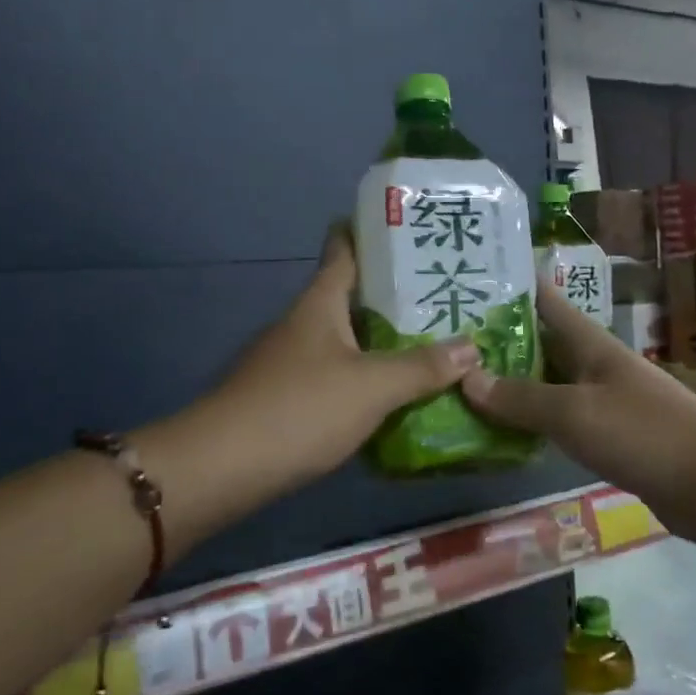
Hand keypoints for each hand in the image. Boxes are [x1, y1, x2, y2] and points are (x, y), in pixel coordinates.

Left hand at [206, 223, 479, 486]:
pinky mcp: (289, 398)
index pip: (344, 250)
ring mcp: (292, 362)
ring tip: (435, 340)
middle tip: (448, 291)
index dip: (372, 232)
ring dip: (385, 339)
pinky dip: (369, 376)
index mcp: (319, 304)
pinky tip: (397, 392)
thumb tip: (473, 347)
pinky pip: (339, 375)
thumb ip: (422, 367)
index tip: (411, 225)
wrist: (222, 468)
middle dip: (397, 293)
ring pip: (348, 340)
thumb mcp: (371, 386)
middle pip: (352, 297)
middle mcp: (304, 325)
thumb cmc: (299, 409)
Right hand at [461, 283, 695, 539]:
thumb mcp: (574, 413)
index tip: (467, 282)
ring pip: (548, 386)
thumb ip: (521, 398)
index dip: (510, 288)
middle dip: (498, 342)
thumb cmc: (644, 435)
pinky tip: (502, 433)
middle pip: (541, 345)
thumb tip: (466, 378)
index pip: (546, 302)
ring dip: (511, 386)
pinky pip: (561, 422)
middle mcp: (596, 366)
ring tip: (460, 386)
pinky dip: (532, 423)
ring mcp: (605, 402)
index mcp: (592, 345)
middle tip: (445, 344)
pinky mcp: (610, 438)